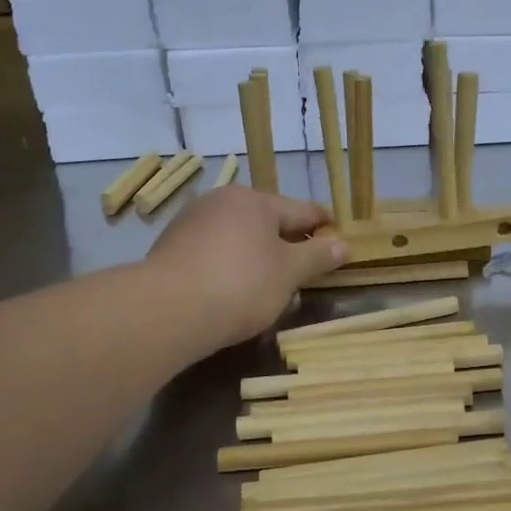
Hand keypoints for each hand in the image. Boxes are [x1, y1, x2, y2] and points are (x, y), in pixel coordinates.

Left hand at [148, 187, 346, 346]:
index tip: (338, 239)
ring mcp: (191, 222)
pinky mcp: (170, 248)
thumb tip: (342, 244)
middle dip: (287, 241)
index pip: (301, 210)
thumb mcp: (289, 273)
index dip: (323, 225)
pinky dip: (229, 266)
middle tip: (305, 266)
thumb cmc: (241, 284)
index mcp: (255, 200)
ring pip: (238, 236)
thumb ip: (317, 256)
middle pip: (266, 221)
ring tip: (270, 282)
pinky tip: (232, 289)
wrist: (168, 310)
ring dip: (256, 254)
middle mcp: (221, 201)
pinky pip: (213, 252)